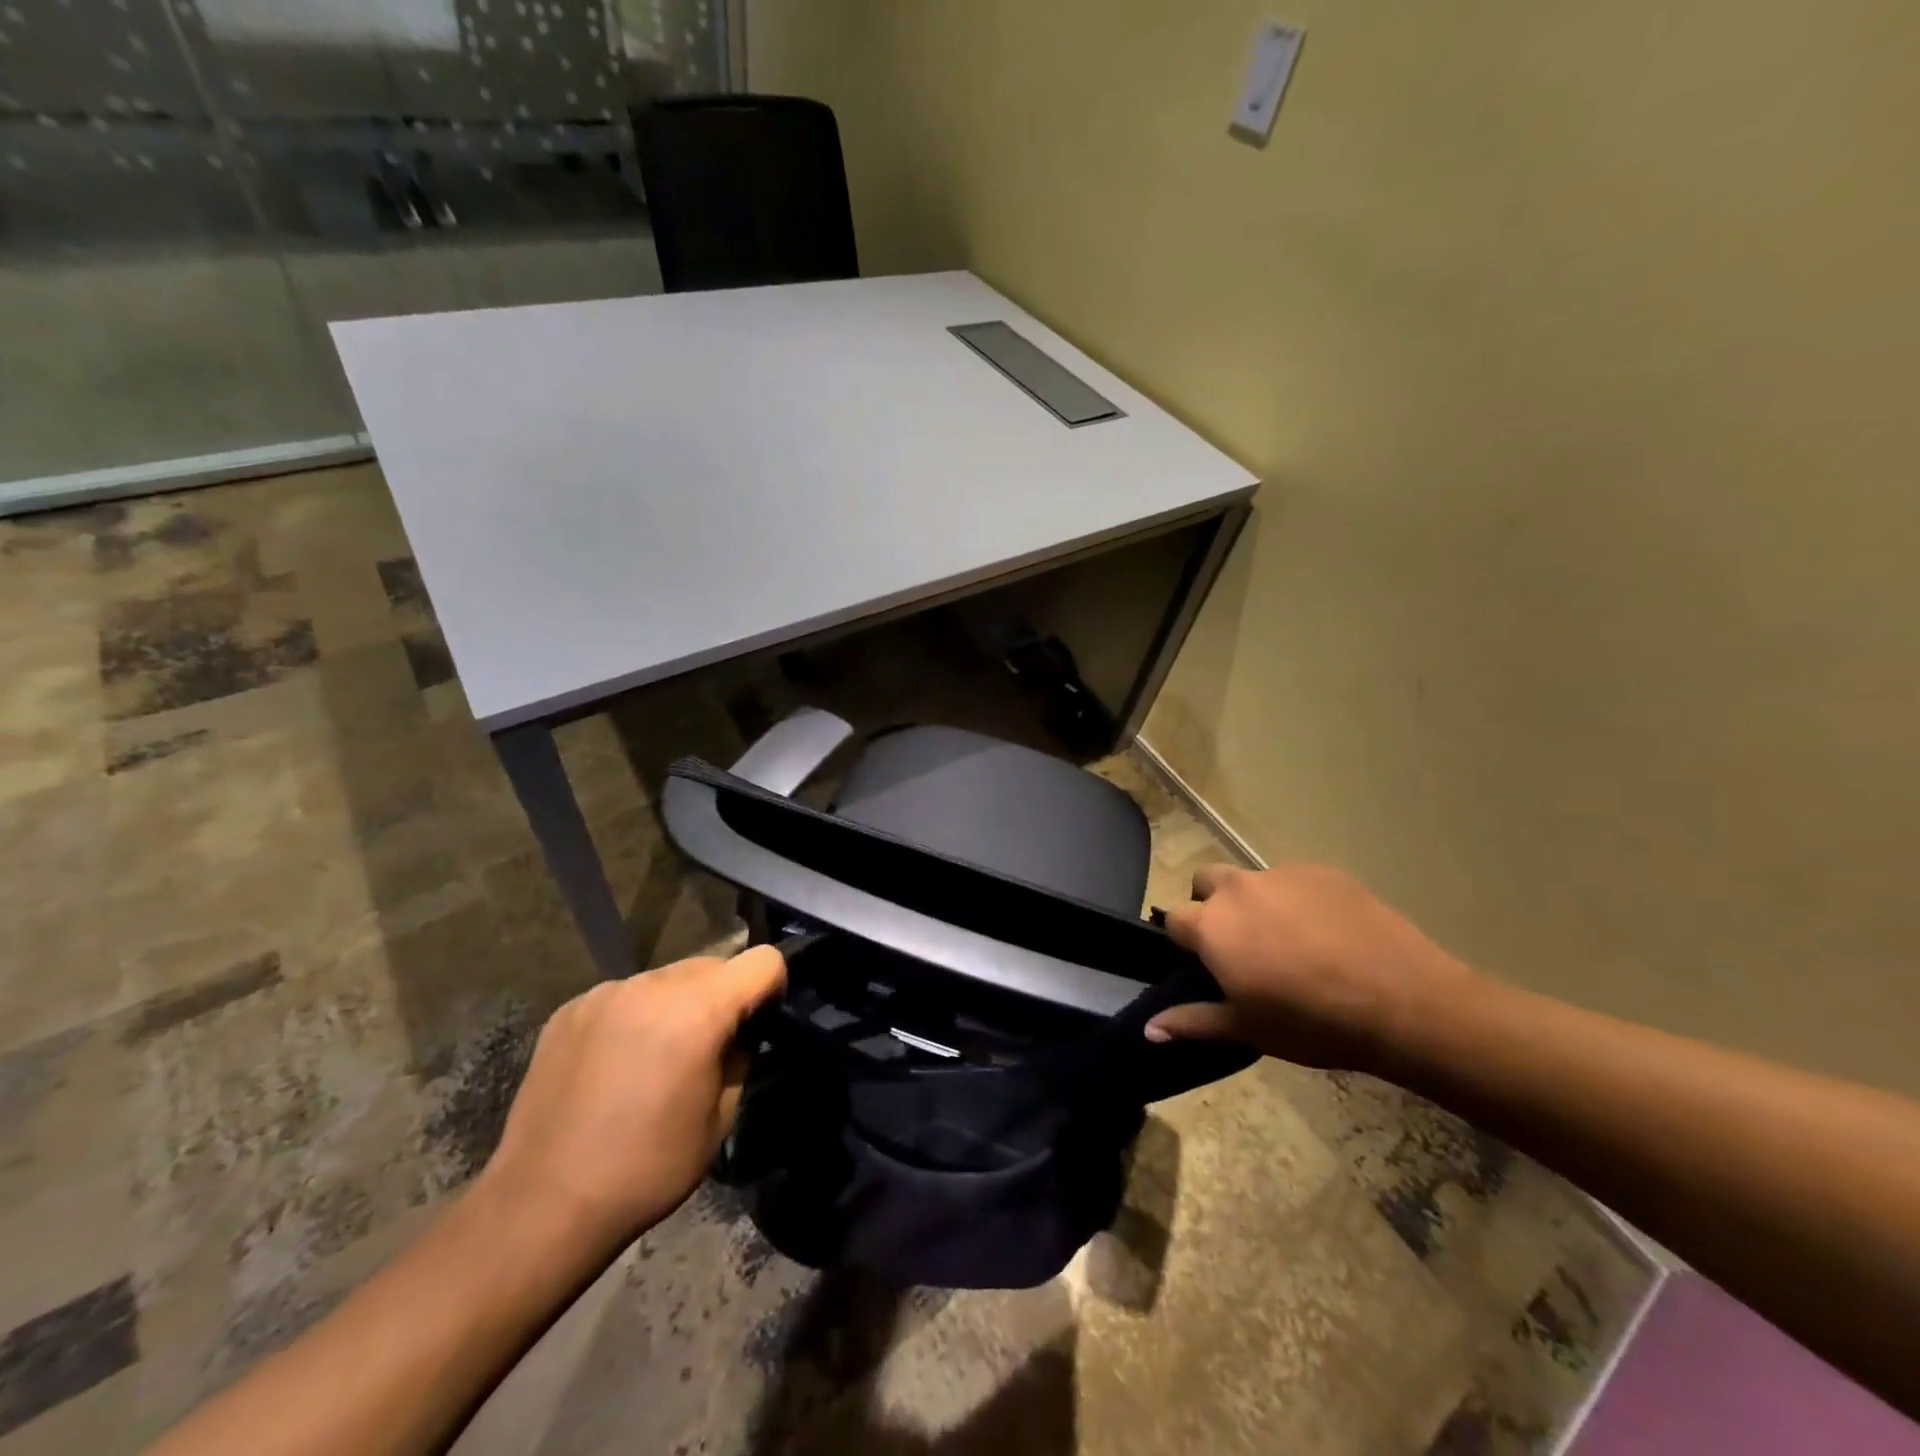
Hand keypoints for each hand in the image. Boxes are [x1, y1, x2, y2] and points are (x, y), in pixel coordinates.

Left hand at [474, 947, 786, 1248]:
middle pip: (712, 965)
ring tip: (655, 1059)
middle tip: (706, 1049)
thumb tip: (736, 1036)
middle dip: (721, 997)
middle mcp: (653, 986)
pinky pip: (624, 996)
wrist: (542, 1206)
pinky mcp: (570, 1009)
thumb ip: (738, 1059)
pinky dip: (634, 1017)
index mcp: (698, 1011)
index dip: (772, 986)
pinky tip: (614, 1065)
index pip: (762, 961)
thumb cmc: (647, 1168)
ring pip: (666, 979)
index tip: (761, 1020)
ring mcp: (606, 993)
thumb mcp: (720, 1119)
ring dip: (676, 1005)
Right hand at [1146, 863, 1475, 1072]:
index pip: (1174, 919)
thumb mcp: (1248, 1028)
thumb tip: (1148, 1029)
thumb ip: (1193, 1021)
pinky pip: (1295, 880)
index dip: (1184, 941)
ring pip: (1252, 880)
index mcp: (1213, 926)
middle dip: (1212, 905)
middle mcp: (1239, 889)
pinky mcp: (1323, 871)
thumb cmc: (1313, 1023)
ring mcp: (1282, 875)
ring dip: (1255, 903)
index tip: (1205, 964)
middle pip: (1206, 882)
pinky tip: (1328, 934)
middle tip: (1240, 945)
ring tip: (1290, 942)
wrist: (1403, 1001)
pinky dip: (1298, 900)